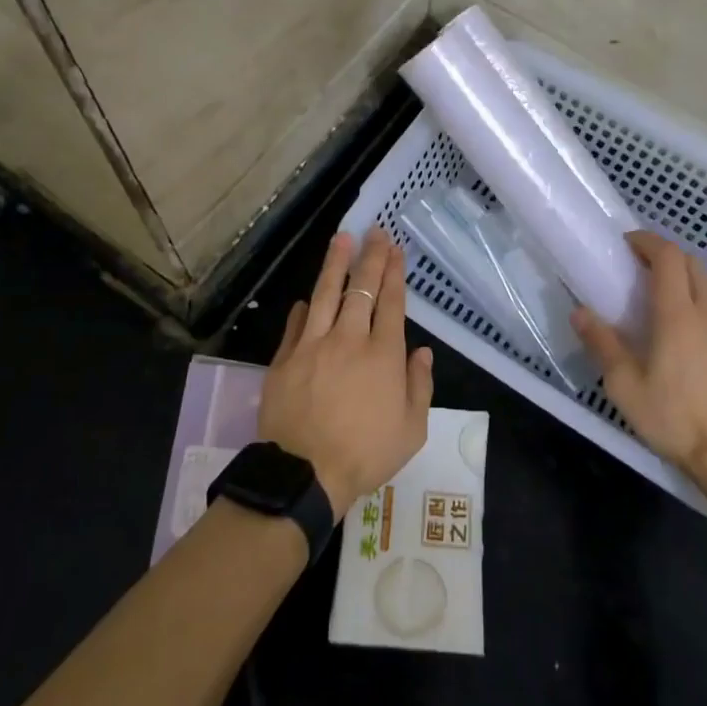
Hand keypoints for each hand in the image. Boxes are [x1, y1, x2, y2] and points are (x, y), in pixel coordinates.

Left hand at [257, 228, 433, 518]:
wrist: (305, 472)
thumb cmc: (366, 454)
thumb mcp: (412, 430)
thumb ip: (419, 385)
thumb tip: (422, 352)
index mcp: (383, 355)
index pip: (391, 303)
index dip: (394, 273)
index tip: (395, 249)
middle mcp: (349, 339)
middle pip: (360, 289)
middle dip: (370, 257)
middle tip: (375, 232)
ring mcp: (312, 345)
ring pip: (325, 294)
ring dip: (335, 264)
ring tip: (342, 239)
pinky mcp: (284, 358)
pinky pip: (296, 324)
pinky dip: (304, 307)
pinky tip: (307, 297)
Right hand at [572, 232, 706, 500]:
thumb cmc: (674, 417)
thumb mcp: (625, 385)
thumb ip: (602, 344)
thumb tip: (580, 312)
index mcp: (677, 315)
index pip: (668, 257)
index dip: (647, 241)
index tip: (625, 243)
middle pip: (691, 262)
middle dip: (664, 254)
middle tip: (636, 265)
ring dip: (682, 274)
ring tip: (655, 292)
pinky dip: (695, 296)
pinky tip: (679, 324)